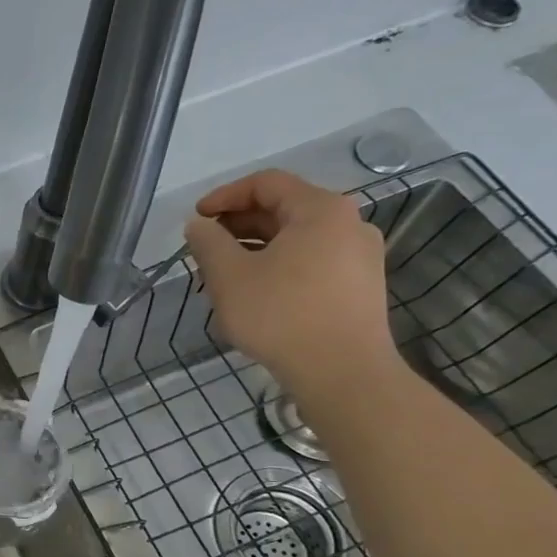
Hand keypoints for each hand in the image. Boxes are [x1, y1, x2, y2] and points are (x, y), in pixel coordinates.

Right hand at [184, 170, 398, 400]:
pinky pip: (312, 261)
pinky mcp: (360, 286)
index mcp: (321, 209)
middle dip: (238, 224)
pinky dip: (279, 265)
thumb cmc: (281, 315)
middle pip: (284, 208)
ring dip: (255, 247)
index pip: (266, 183)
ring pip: (297, 238)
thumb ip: (208, 242)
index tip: (195, 220)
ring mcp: (360, 256)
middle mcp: (348, 223)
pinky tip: (255, 292)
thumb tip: (199, 226)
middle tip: (204, 248)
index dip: (224, 196)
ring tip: (223, 273)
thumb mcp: (229, 275)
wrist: (343, 373)